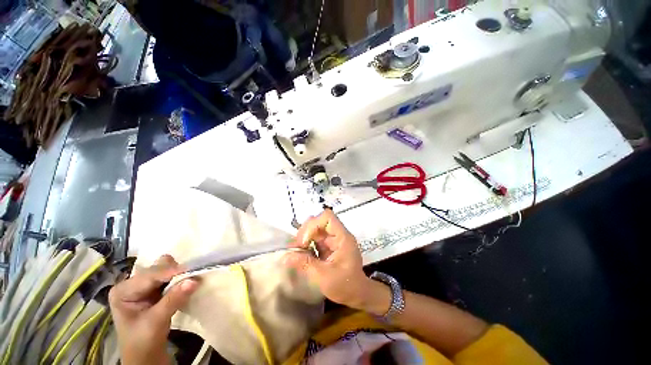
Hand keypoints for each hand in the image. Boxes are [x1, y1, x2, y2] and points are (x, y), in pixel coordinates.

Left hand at [108, 255, 198, 364]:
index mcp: (123, 291)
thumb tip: (194, 280)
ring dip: (179, 274)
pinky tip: (186, 283)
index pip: (149, 276)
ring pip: (165, 270)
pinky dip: (180, 278)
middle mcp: (131, 284)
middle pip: (157, 269)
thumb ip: (173, 299)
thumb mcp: (156, 322)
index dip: (171, 272)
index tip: (192, 271)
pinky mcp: (154, 290)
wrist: (145, 356)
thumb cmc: (143, 342)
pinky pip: (170, 277)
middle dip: (175, 272)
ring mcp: (143, 286)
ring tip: (190, 280)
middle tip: (192, 276)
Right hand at [284, 210, 372, 309]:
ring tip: (296, 250)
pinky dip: (306, 244)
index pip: (327, 217)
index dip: (313, 225)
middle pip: (319, 221)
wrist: (357, 294)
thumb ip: (305, 264)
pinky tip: (300, 254)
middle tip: (297, 247)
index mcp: (342, 237)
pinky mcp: (328, 246)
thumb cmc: (345, 286)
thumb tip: (284, 257)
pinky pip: (315, 239)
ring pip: (315, 229)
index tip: (304, 242)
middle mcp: (338, 235)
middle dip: (306, 232)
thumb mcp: (324, 276)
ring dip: (304, 237)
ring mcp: (333, 240)